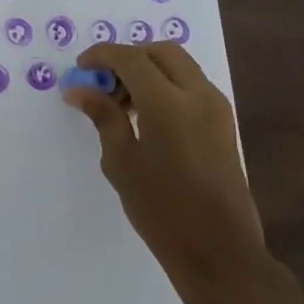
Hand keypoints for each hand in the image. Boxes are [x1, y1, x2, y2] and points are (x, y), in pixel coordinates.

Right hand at [64, 43, 272, 303]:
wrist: (220, 252)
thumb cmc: (162, 210)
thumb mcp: (122, 162)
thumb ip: (104, 116)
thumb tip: (80, 89)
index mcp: (168, 103)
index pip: (131, 58)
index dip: (102, 56)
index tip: (81, 69)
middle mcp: (198, 95)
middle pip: (160, 51)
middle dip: (128, 58)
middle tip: (103, 83)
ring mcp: (216, 108)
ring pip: (179, 65)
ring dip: (148, 70)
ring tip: (122, 104)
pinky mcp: (224, 123)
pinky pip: (191, 85)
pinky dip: (166, 85)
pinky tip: (147, 117)